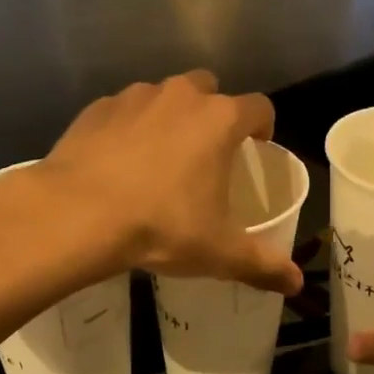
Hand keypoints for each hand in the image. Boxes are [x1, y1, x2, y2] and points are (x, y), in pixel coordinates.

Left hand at [38, 72, 302, 294]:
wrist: (77, 213)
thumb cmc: (160, 225)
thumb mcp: (217, 252)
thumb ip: (262, 265)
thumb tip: (296, 284)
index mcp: (219, 120)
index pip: (259, 107)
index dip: (263, 125)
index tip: (258, 145)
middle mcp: (181, 96)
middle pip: (209, 89)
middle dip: (213, 113)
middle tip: (206, 152)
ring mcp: (135, 97)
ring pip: (163, 96)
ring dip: (168, 118)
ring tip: (158, 158)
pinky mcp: (97, 108)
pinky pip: (123, 111)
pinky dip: (128, 128)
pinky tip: (117, 161)